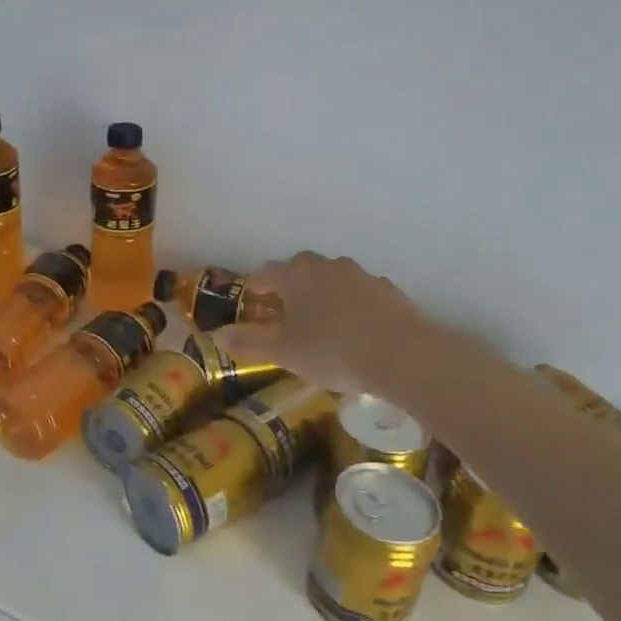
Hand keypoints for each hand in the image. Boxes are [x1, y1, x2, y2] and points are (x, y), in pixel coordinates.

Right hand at [215, 253, 431, 398]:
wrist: (403, 355)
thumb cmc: (331, 349)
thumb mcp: (283, 352)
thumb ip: (249, 342)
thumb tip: (216, 336)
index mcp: (295, 273)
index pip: (264, 274)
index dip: (254, 291)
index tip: (251, 309)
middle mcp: (327, 265)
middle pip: (299, 272)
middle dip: (289, 292)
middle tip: (285, 320)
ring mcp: (361, 275)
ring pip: (332, 282)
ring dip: (322, 298)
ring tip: (322, 329)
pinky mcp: (389, 291)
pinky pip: (360, 295)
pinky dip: (352, 308)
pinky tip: (355, 334)